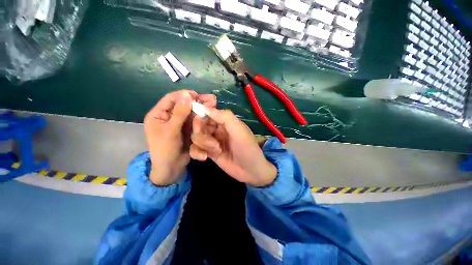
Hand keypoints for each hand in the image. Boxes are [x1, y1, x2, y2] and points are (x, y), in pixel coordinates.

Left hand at [144, 90, 215, 185]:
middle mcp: (169, 116)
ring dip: (201, 108)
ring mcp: (179, 123)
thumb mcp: (171, 131)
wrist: (171, 168)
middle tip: (211, 98)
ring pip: (191, 112)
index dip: (184, 95)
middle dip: (197, 101)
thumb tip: (187, 95)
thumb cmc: (165, 150)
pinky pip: (195, 120)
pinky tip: (210, 113)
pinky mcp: (187, 129)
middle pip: (183, 105)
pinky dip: (202, 117)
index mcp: (158, 115)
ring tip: (214, 103)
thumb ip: (179, 113)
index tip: (197, 94)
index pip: (171, 99)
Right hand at [190, 108, 276, 186]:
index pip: (206, 112)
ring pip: (196, 137)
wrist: (251, 170)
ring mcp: (211, 141)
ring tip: (217, 151)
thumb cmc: (247, 148)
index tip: (198, 122)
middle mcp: (216, 129)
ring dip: (203, 144)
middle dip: (202, 134)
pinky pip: (195, 149)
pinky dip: (196, 153)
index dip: (199, 114)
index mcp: (224, 121)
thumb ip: (224, 117)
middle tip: (212, 143)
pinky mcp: (208, 152)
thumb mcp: (239, 130)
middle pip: (198, 125)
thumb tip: (205, 108)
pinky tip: (205, 157)